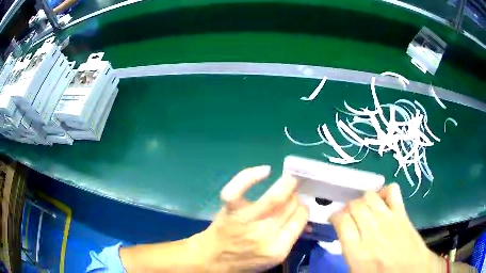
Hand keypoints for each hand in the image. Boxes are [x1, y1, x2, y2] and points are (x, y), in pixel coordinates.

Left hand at [194, 165, 308, 271]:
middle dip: (295, 197)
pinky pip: (239, 189)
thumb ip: (290, 238)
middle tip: (293, 193)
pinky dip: (251, 176)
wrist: (212, 259)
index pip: (300, 218)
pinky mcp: (230, 210)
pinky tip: (265, 170)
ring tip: (289, 179)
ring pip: (273, 198)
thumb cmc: (244, 260)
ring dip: (286, 184)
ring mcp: (246, 220)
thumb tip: (304, 219)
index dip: (303, 209)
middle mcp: (265, 233)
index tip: (299, 205)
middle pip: (289, 206)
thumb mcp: (272, 257)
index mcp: (278, 248)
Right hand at [330, 183, 444, 272]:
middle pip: (354, 206)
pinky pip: (392, 191)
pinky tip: (382, 200)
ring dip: (363, 201)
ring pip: (369, 197)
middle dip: (348, 208)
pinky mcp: (402, 212)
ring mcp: (389, 219)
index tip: (335, 219)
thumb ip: (347, 252)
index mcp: (357, 251)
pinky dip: (384, 191)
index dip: (335, 217)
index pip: (341, 221)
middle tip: (349, 216)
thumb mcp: (356, 271)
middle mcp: (372, 231)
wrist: (410, 271)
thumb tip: (343, 234)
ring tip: (364, 209)